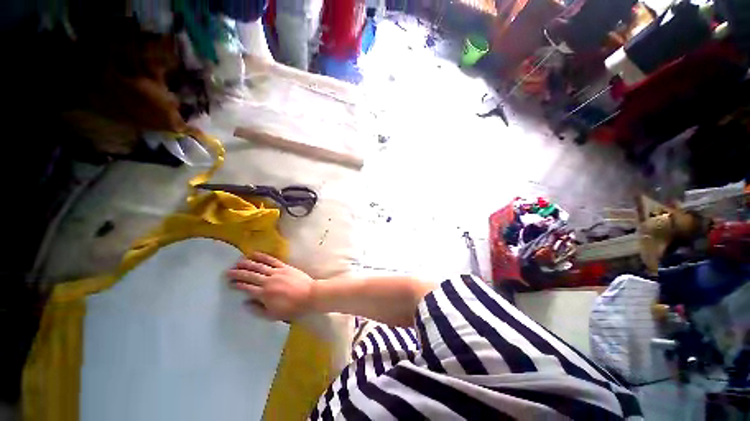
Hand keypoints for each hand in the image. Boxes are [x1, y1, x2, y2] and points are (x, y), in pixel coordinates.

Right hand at [226, 252, 314, 320]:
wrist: (310, 295)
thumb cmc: (292, 307)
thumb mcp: (273, 315)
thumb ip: (258, 310)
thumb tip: (245, 303)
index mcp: (264, 294)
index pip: (246, 288)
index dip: (237, 285)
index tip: (229, 283)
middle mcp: (268, 281)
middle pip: (250, 275)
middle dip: (238, 273)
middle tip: (228, 271)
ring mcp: (277, 272)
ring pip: (259, 266)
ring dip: (247, 263)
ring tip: (238, 261)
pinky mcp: (285, 267)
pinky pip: (272, 260)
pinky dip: (263, 257)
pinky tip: (255, 254)